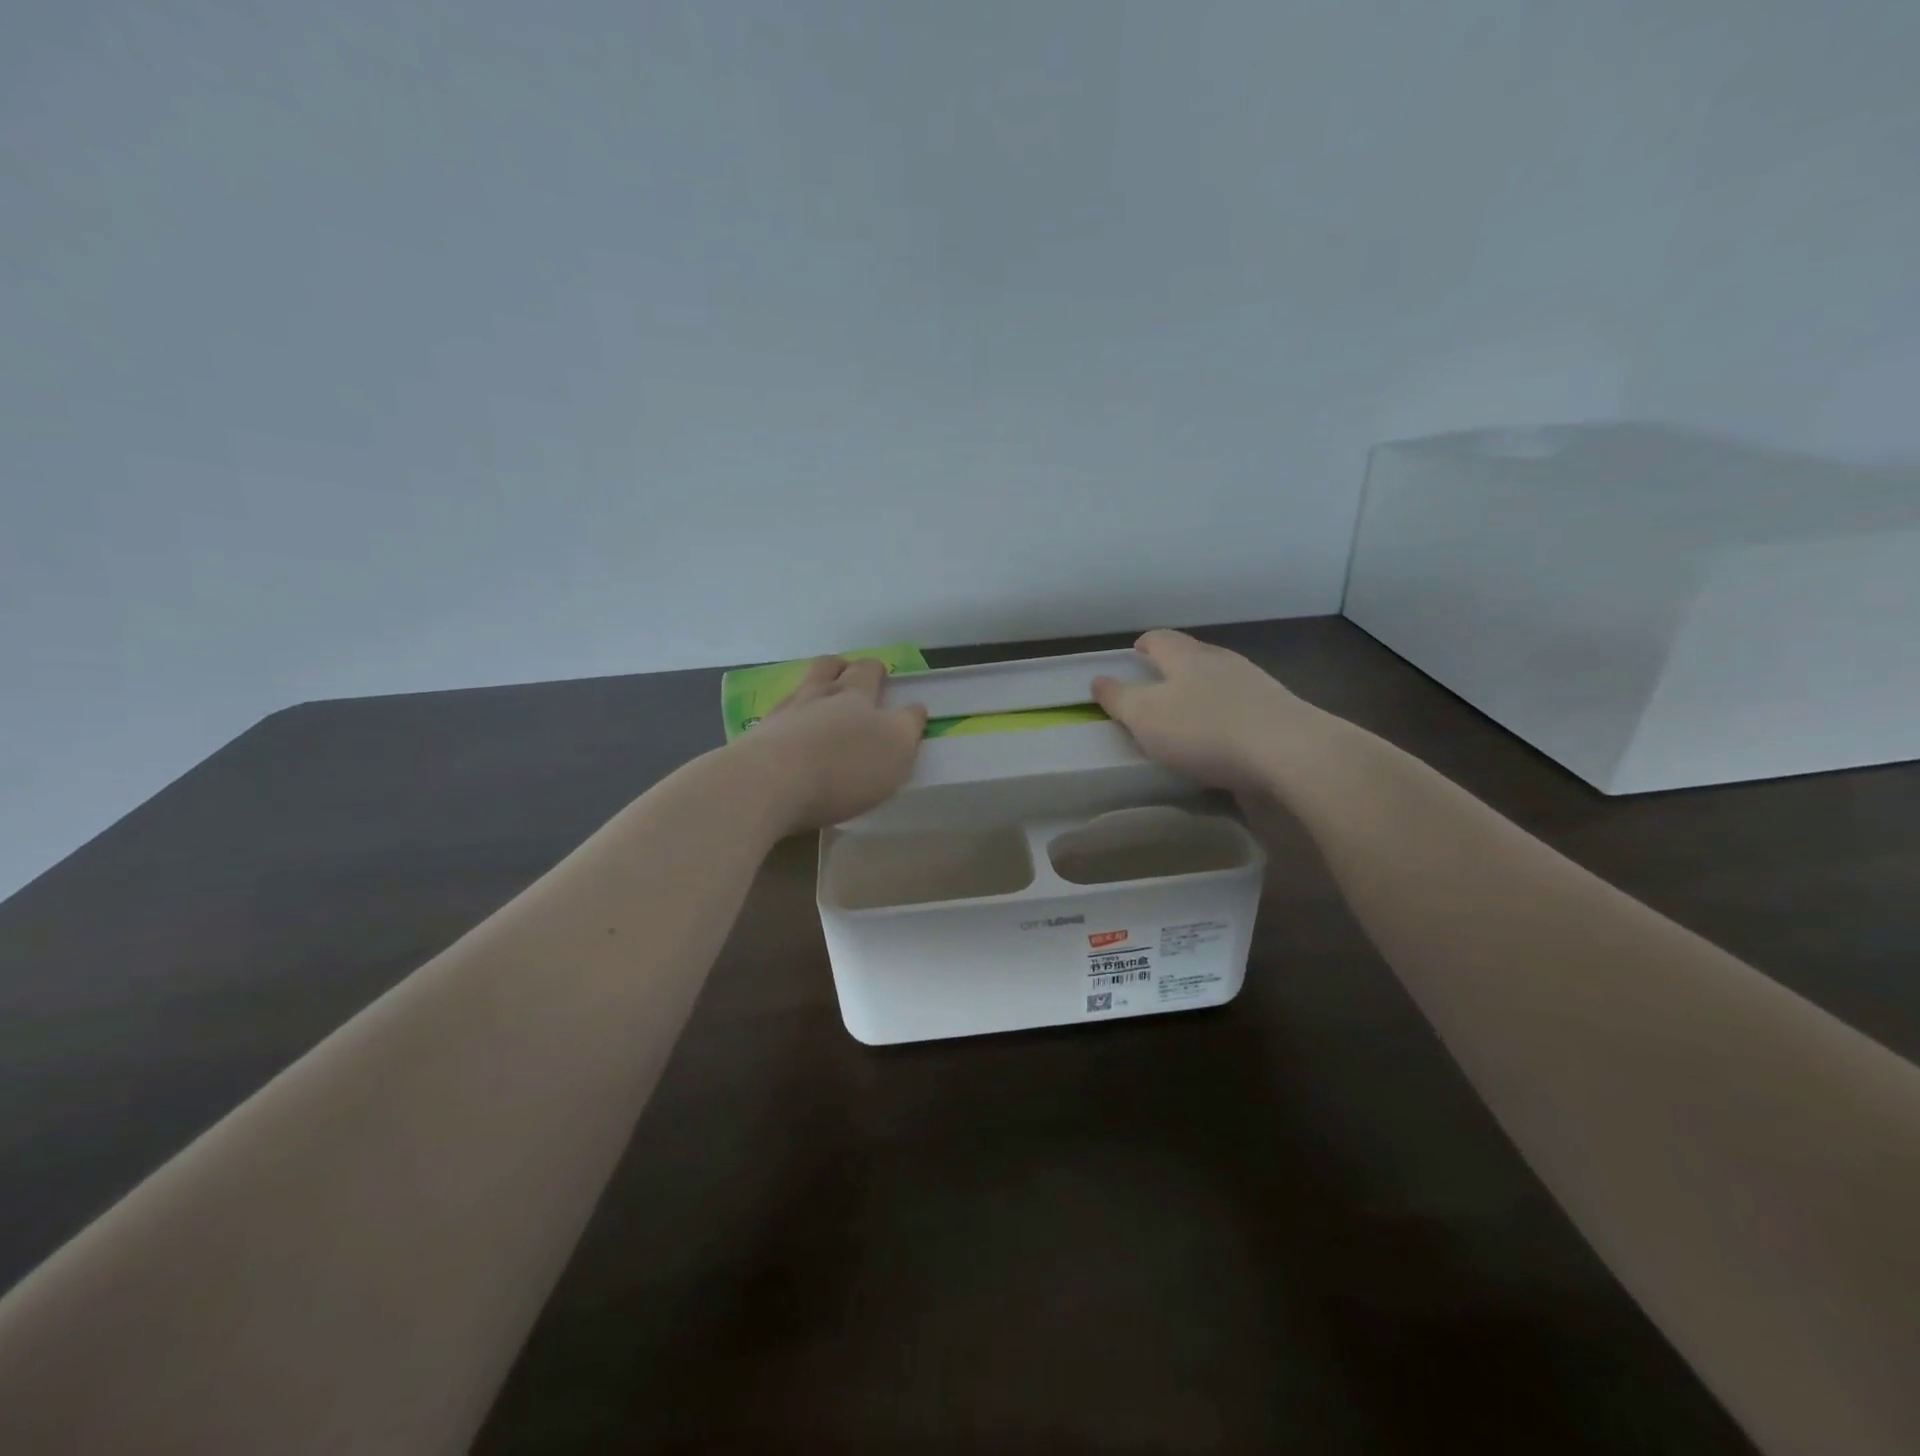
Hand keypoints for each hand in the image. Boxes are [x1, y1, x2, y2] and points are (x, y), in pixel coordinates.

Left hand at [730, 656, 926, 833]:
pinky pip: (778, 715)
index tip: (886, 682)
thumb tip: (913, 709)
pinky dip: (789, 716)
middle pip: (830, 667)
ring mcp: (784, 712)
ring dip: (814, 684)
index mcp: (857, 695)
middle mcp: (818, 694)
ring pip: (802, 686)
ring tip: (821, 694)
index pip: (872, 674)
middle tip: (852, 673)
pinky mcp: (757, 736)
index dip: (882, 676)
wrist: (768, 782)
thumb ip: (907, 727)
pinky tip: (790, 728)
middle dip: (845, 667)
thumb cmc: (844, 768)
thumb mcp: (896, 752)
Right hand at [1092, 630, 1324, 791]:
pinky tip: (1221, 738)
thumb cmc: (1205, 730)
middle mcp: (1222, 661)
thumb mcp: (1146, 717)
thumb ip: (1120, 699)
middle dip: (1172, 668)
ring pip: (1218, 680)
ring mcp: (1255, 684)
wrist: (1289, 753)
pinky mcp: (1277, 712)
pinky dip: (1224, 715)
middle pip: (1191, 655)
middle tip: (1154, 688)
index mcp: (1187, 656)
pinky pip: (1241, 706)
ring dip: (1200, 692)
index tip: (1132, 656)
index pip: (1160, 639)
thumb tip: (1098, 679)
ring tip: (1187, 716)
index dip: (1143, 645)